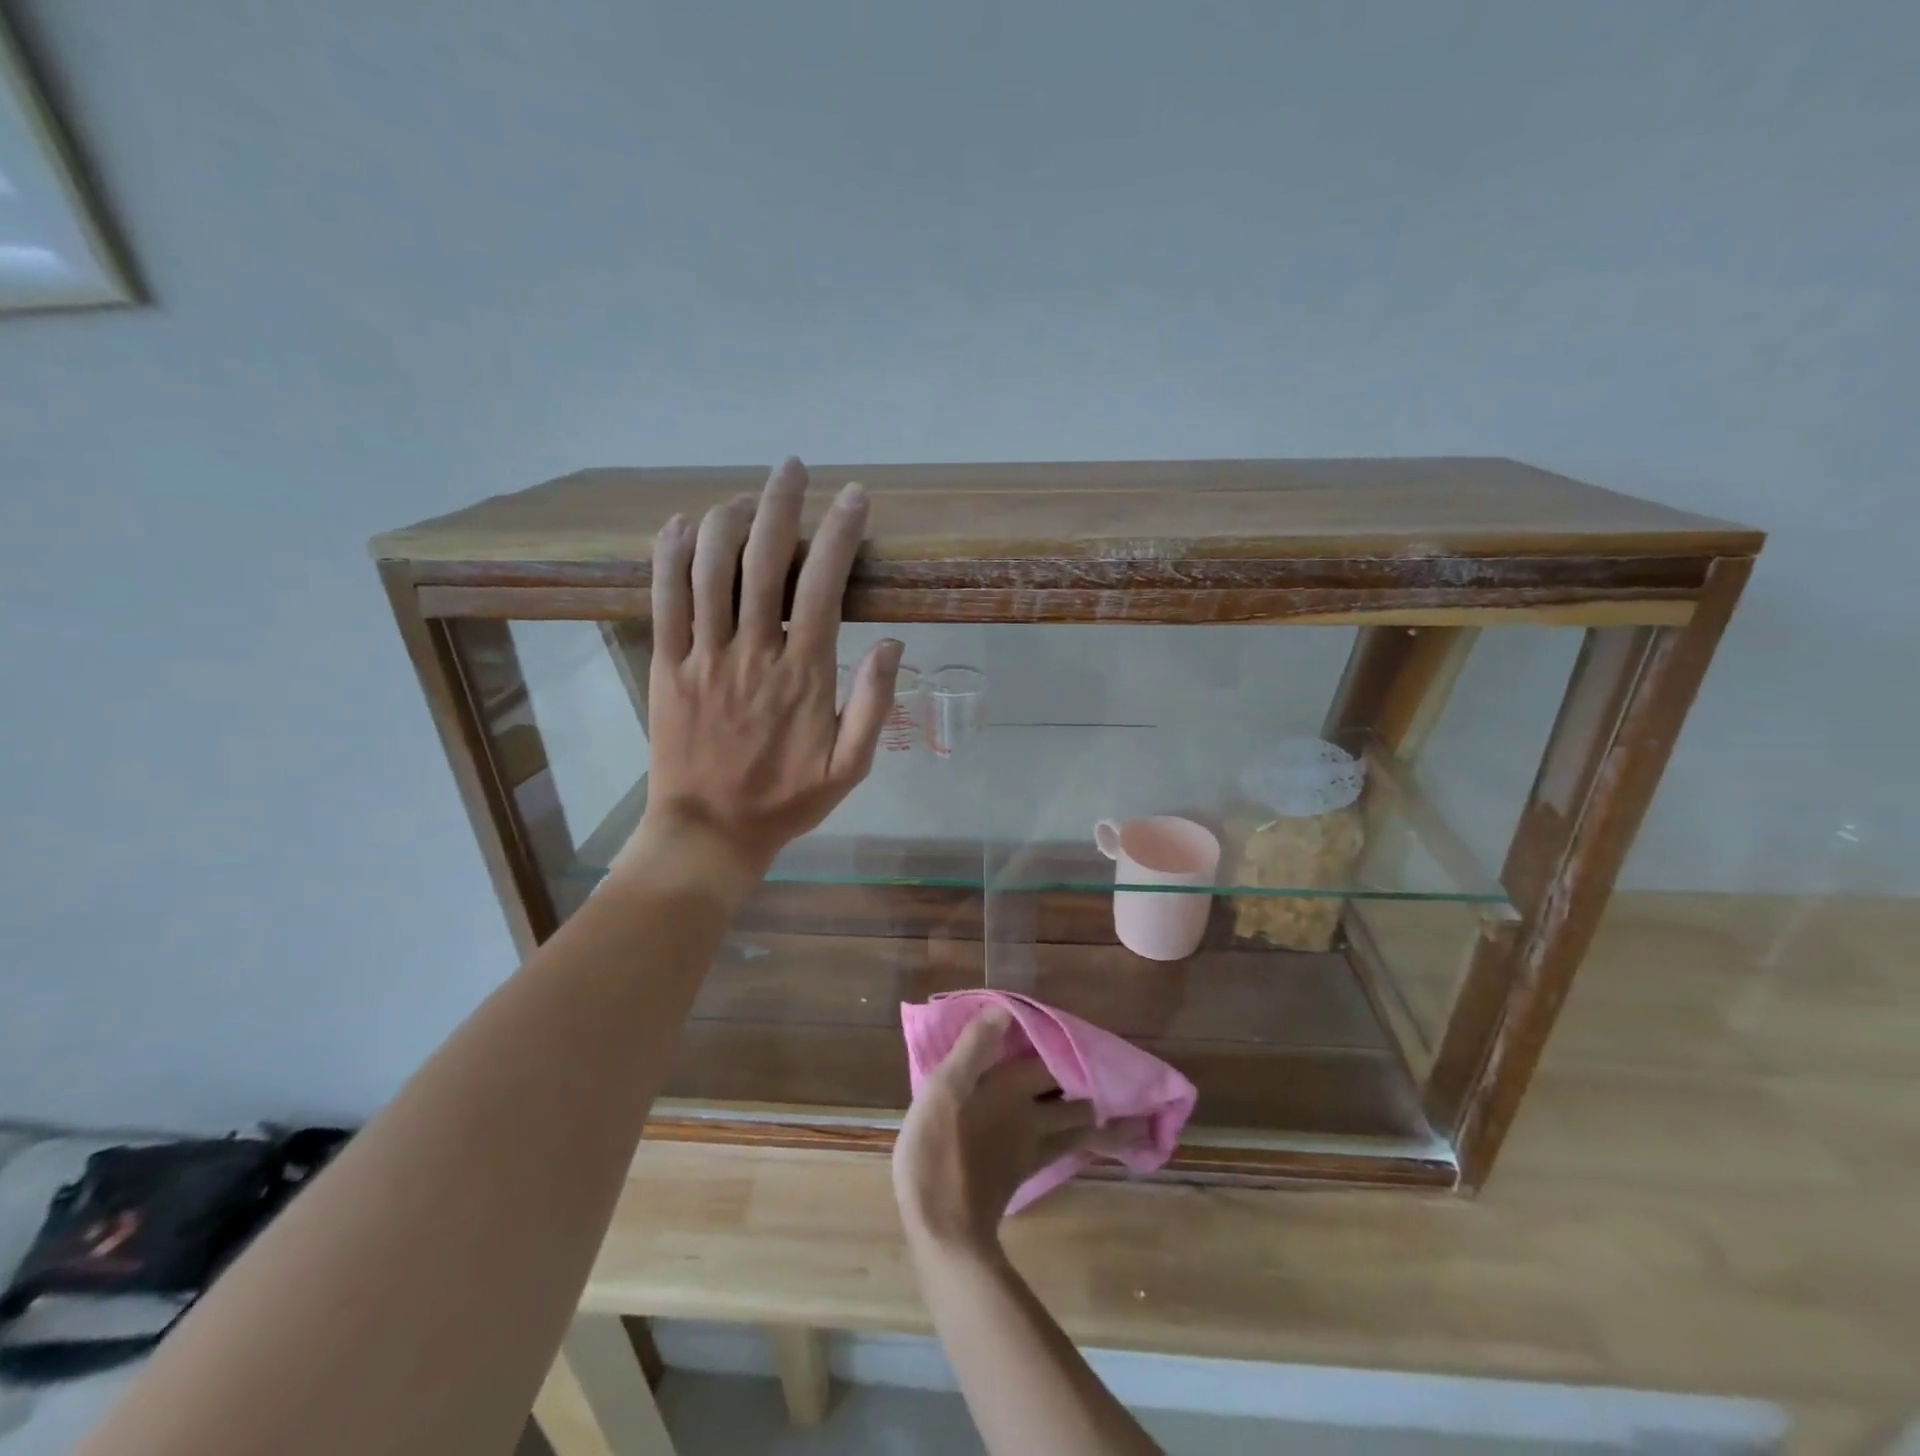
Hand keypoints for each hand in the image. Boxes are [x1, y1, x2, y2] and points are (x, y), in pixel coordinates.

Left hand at [633, 458, 902, 879]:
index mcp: (804, 675)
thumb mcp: (851, 767)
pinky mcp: (667, 665)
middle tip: (793, 468)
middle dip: (782, 504)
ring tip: (747, 496)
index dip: (841, 534)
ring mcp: (704, 656)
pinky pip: (664, 598)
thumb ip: (875, 706)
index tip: (855, 498)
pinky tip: (683, 524)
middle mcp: (753, 653)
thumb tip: (894, 644)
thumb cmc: (787, 800)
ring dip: (728, 519)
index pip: (825, 585)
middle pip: (764, 560)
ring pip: (709, 568)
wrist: (711, 832)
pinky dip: (671, 554)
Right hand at [893, 1010, 1148, 1256]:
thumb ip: (974, 1048)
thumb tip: (1003, 1010)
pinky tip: (1074, 1144)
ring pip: (1079, 1134)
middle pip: (1080, 1105)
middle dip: (1105, 1098)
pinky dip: (1077, 1145)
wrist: (943, 1230)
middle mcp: (1032, 1119)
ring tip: (1129, 1122)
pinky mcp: (1021, 1178)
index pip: (1054, 1063)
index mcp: (1012, 1090)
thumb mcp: (944, 1089)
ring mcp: (1031, 1153)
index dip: (1070, 1050)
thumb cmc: (938, 1150)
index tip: (1093, 1041)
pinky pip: (1062, 1153)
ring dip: (1103, 1127)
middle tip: (1127, 1088)